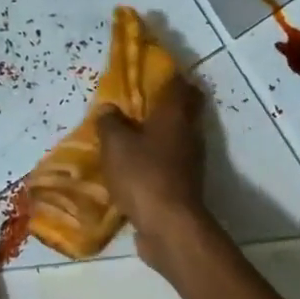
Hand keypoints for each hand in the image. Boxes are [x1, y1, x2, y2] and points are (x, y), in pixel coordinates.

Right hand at [97, 75, 209, 268]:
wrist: (169, 225)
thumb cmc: (143, 175)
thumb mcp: (115, 144)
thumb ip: (110, 123)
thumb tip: (109, 109)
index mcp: (176, 114)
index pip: (178, 83)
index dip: (164, 75)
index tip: (145, 73)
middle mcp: (189, 132)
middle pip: (182, 109)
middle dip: (161, 105)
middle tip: (133, 104)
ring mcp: (190, 160)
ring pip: (175, 137)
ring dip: (156, 134)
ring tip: (127, 134)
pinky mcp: (184, 183)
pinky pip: (168, 162)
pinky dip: (154, 159)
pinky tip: (132, 165)